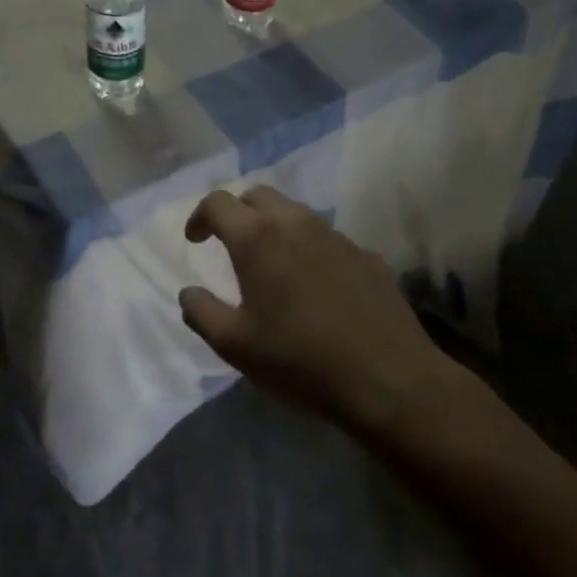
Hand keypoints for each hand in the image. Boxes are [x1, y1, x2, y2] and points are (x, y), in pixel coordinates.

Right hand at [179, 188, 460, 435]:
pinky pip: (328, 240)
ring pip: (296, 214)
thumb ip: (201, 312)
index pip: (218, 203)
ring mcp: (337, 237)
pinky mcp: (367, 257)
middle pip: (258, 196)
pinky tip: (314, 287)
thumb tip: (188, 293)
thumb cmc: (299, 360)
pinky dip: (309, 250)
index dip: (200, 216)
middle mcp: (296, 224)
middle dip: (237, 212)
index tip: (194, 240)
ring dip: (274, 227)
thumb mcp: (234, 345)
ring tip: (271, 264)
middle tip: (229, 243)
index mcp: (257, 238)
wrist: (388, 380)